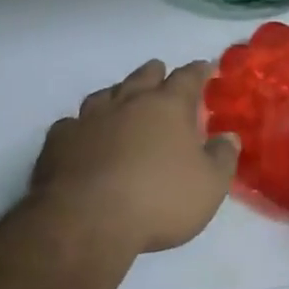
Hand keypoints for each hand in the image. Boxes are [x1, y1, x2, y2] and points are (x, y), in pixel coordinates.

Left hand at [32, 60, 240, 256]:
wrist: (87, 221)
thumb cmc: (158, 200)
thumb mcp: (209, 186)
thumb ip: (222, 158)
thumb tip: (229, 137)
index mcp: (167, 106)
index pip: (187, 78)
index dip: (199, 71)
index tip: (205, 67)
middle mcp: (128, 102)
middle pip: (143, 76)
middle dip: (155, 73)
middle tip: (161, 74)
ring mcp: (89, 119)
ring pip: (105, 94)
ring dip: (116, 94)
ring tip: (121, 100)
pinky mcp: (59, 141)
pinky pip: (71, 124)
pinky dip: (81, 126)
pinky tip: (81, 136)